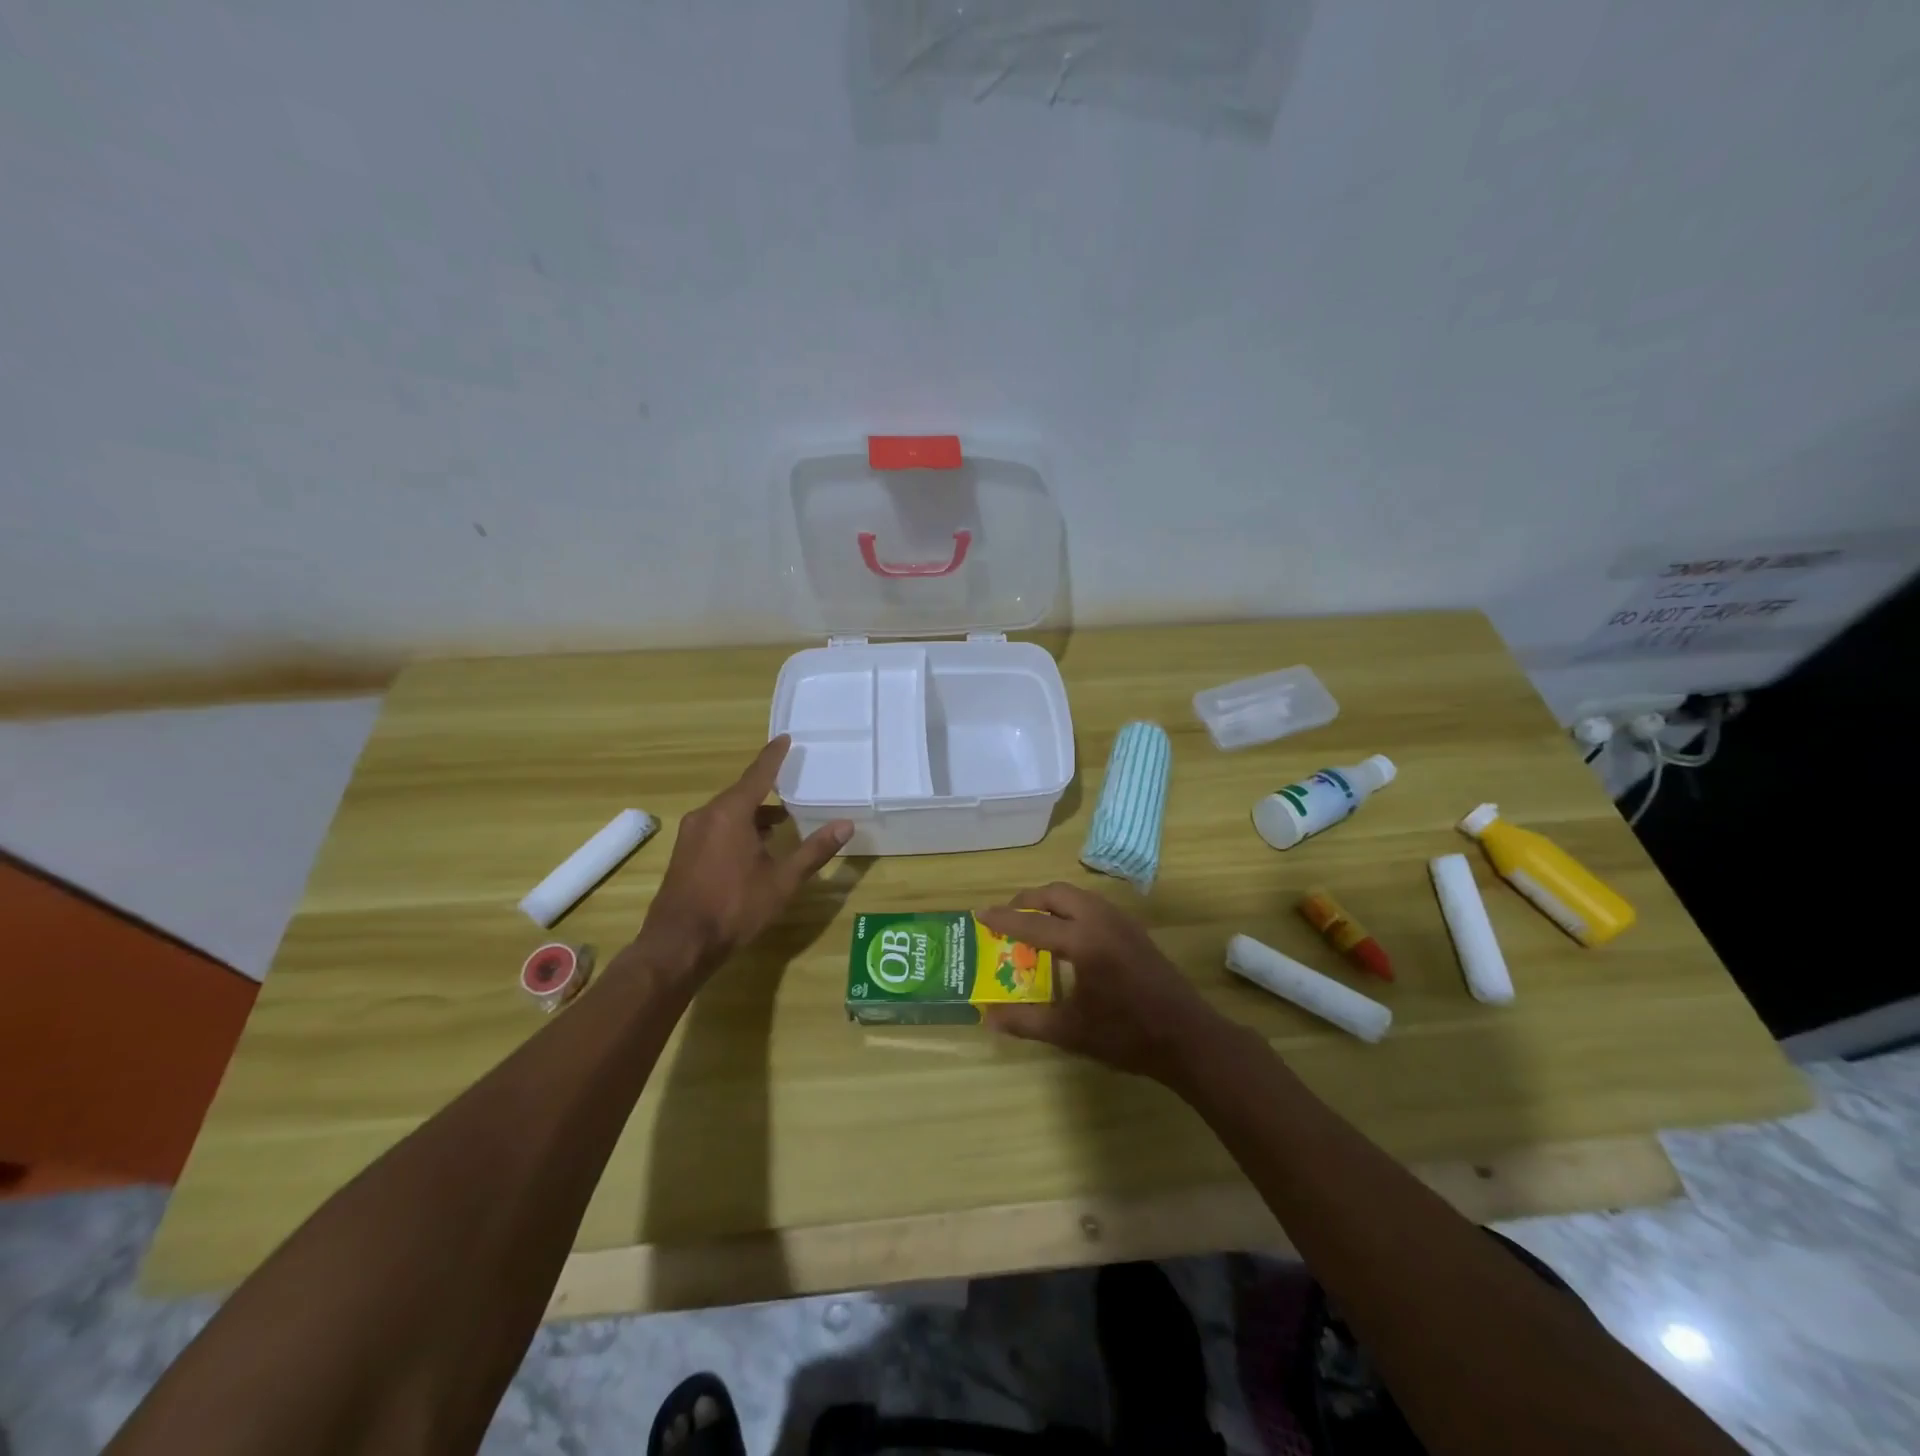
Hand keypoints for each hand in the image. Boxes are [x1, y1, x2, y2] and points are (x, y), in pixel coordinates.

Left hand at [634, 736, 851, 981]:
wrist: (679, 944)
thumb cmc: (734, 907)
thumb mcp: (782, 881)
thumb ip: (814, 850)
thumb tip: (846, 825)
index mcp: (731, 813)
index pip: (758, 775)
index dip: (774, 756)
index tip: (785, 738)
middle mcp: (707, 815)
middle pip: (742, 793)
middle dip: (767, 789)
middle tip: (792, 784)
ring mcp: (691, 834)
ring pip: (728, 812)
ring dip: (753, 813)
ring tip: (781, 822)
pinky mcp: (684, 853)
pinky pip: (716, 827)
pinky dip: (738, 827)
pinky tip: (754, 847)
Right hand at [976, 883, 1225, 1082]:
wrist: (1188, 1038)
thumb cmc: (1127, 1036)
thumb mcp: (1070, 1032)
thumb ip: (1026, 1021)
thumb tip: (988, 1017)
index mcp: (1083, 941)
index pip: (1033, 923)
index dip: (1003, 919)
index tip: (979, 913)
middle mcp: (1101, 920)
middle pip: (1056, 893)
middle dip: (1028, 900)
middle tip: (1007, 916)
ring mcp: (1121, 921)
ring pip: (1077, 895)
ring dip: (1051, 902)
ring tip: (1033, 923)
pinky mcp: (1134, 930)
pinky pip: (1093, 905)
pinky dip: (1071, 909)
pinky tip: (1067, 936)